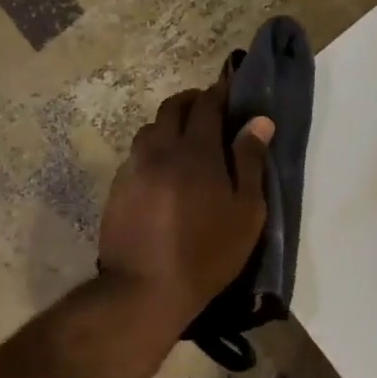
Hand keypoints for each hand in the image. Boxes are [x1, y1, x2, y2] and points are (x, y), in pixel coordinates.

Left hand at [98, 74, 273, 324]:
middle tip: (208, 109)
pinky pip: (136, 155)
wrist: (146, 288)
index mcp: (196, 151)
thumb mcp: (246, 212)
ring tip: (183, 140)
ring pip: (149, 130)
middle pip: (172, 108)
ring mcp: (133, 168)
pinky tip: (162, 171)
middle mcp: (160, 150)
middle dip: (192, 101)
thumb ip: (251, 162)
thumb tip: (259, 122)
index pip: (206, 105)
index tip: (229, 89)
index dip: (218, 92)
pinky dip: (152, 150)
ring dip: (168, 125)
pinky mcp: (117, 188)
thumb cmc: (208, 252)